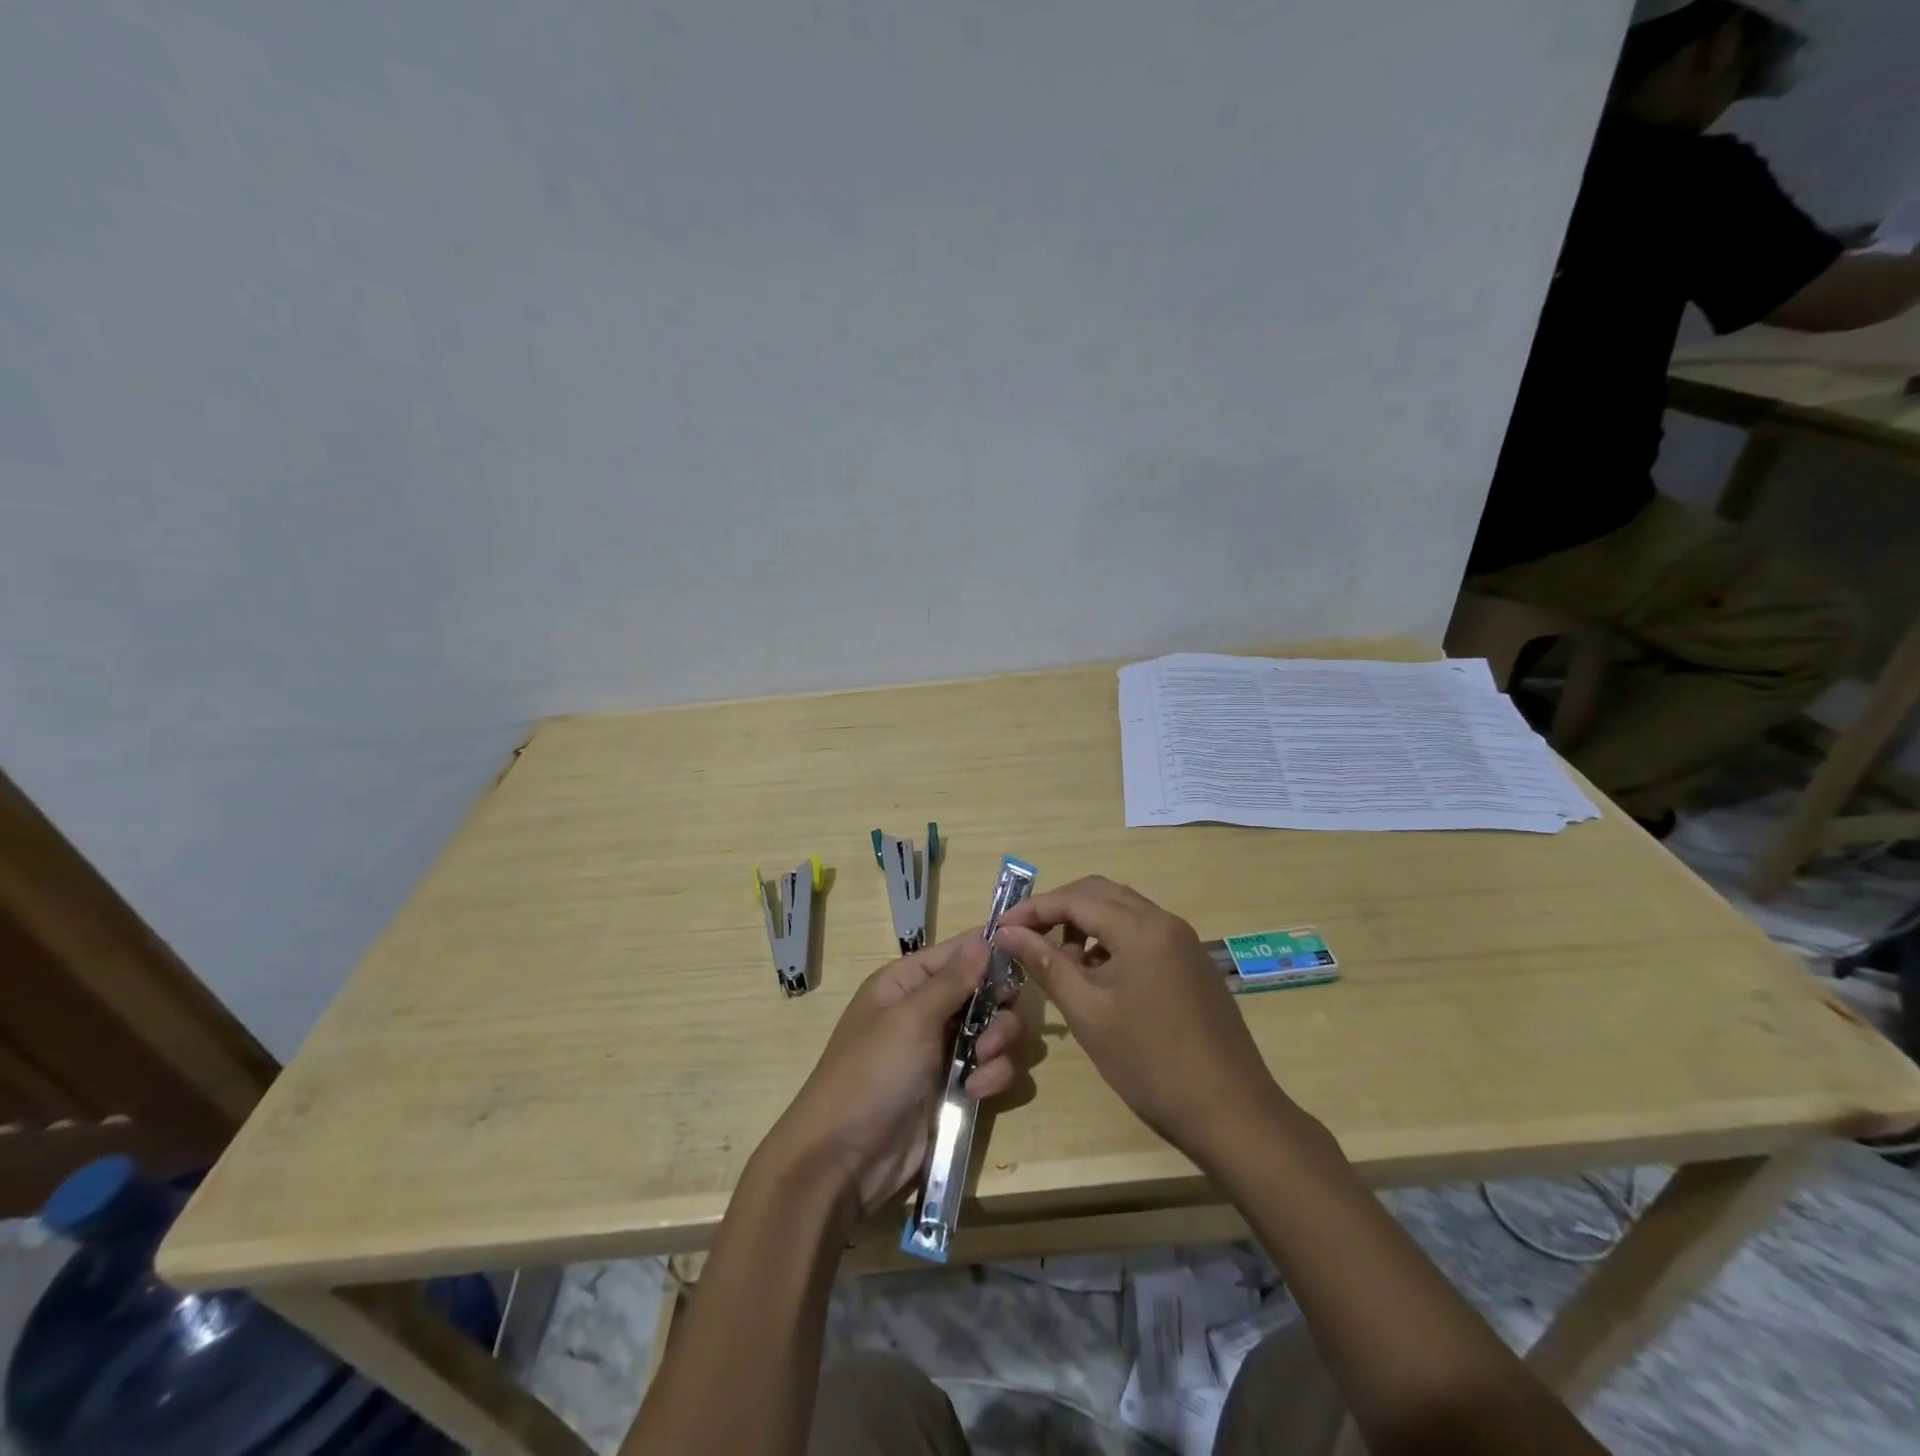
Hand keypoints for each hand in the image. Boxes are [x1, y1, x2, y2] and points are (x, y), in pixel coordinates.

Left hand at [762, 930, 1025, 1217]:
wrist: (845, 1161)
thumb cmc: (871, 1075)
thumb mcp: (910, 1019)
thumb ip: (953, 980)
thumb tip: (984, 936)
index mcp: (907, 982)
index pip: (959, 952)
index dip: (992, 953)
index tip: (1027, 958)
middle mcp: (929, 1010)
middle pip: (988, 992)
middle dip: (1000, 1012)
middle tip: (990, 1037)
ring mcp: (944, 1050)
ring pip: (998, 1032)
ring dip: (999, 1049)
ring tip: (980, 1071)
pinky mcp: (957, 1088)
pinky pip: (994, 1069)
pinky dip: (993, 1078)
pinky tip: (975, 1094)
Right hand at [994, 876, 1283, 1159]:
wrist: (1232, 1112)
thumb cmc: (1151, 1064)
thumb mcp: (1088, 1013)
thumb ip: (1045, 964)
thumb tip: (1006, 932)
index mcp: (1141, 928)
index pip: (1075, 899)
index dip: (1032, 910)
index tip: (1000, 929)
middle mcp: (1165, 921)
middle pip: (1100, 894)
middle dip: (1058, 909)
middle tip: (1025, 938)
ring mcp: (1183, 941)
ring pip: (1122, 911)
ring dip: (1085, 924)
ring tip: (1059, 961)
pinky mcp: (1192, 962)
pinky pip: (1142, 933)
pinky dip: (1111, 941)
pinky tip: (1097, 976)